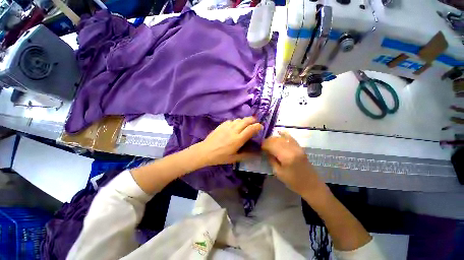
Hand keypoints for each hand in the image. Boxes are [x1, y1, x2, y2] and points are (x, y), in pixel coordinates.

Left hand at [195, 117, 262, 166]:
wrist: (205, 151)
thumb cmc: (220, 157)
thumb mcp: (234, 158)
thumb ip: (246, 155)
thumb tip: (256, 154)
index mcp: (238, 140)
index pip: (250, 129)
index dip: (257, 126)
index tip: (260, 126)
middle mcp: (233, 131)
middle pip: (245, 121)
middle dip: (252, 120)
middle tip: (255, 122)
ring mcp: (227, 127)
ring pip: (238, 119)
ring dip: (244, 120)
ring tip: (245, 124)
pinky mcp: (221, 125)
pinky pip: (231, 120)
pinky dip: (235, 122)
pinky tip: (234, 126)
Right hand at [262, 131, 324, 196]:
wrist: (311, 185)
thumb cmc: (293, 182)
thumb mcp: (278, 173)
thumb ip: (271, 160)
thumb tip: (266, 151)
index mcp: (286, 157)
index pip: (272, 145)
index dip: (264, 145)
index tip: (259, 147)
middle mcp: (292, 149)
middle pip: (277, 140)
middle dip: (268, 141)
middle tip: (263, 145)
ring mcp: (297, 147)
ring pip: (283, 138)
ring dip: (274, 138)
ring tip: (269, 142)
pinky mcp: (300, 148)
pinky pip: (291, 138)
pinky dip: (285, 135)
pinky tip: (280, 132)